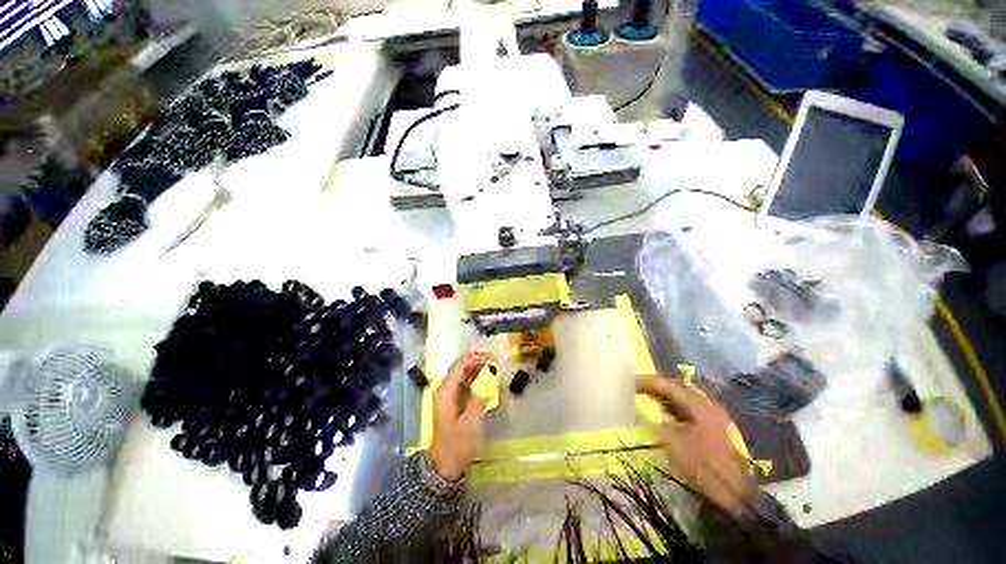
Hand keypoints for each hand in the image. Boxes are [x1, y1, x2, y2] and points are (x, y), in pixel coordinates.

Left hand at [428, 352, 492, 479]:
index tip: (493, 358)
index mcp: (446, 391)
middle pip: (463, 368)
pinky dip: (481, 385)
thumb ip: (479, 400)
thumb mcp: (470, 424)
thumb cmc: (456, 446)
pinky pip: (470, 388)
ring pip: (467, 377)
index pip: (460, 365)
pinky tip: (493, 390)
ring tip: (497, 376)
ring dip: (482, 374)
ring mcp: (452, 396)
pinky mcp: (457, 403)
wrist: (445, 466)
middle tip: (497, 365)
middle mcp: (447, 389)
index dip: (476, 358)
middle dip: (480, 364)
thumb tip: (488, 382)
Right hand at [636, 377, 755, 516]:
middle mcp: (709, 406)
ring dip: (666, 397)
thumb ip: (659, 423)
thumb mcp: (676, 445)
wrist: (738, 495)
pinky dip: (675, 408)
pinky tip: (665, 415)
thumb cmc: (705, 467)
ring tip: (648, 399)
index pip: (668, 385)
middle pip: (678, 387)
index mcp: (700, 406)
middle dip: (657, 386)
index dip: (646, 382)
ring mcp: (714, 416)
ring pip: (685, 398)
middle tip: (638, 389)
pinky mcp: (715, 427)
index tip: (629, 382)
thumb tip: (648, 412)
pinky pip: (690, 410)